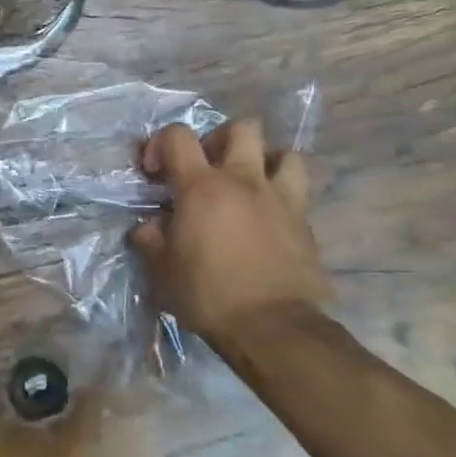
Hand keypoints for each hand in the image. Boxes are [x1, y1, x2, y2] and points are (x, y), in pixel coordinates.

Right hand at [128, 120, 331, 355]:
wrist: (273, 328)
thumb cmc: (208, 295)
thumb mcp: (161, 270)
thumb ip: (150, 239)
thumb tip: (150, 227)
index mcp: (201, 187)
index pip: (177, 136)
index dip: (160, 144)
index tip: (155, 173)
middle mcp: (243, 181)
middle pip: (242, 128)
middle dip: (221, 139)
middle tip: (209, 167)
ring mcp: (280, 199)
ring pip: (285, 153)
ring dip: (265, 162)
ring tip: (250, 184)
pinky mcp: (305, 223)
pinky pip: (298, 193)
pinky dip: (282, 196)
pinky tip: (269, 219)